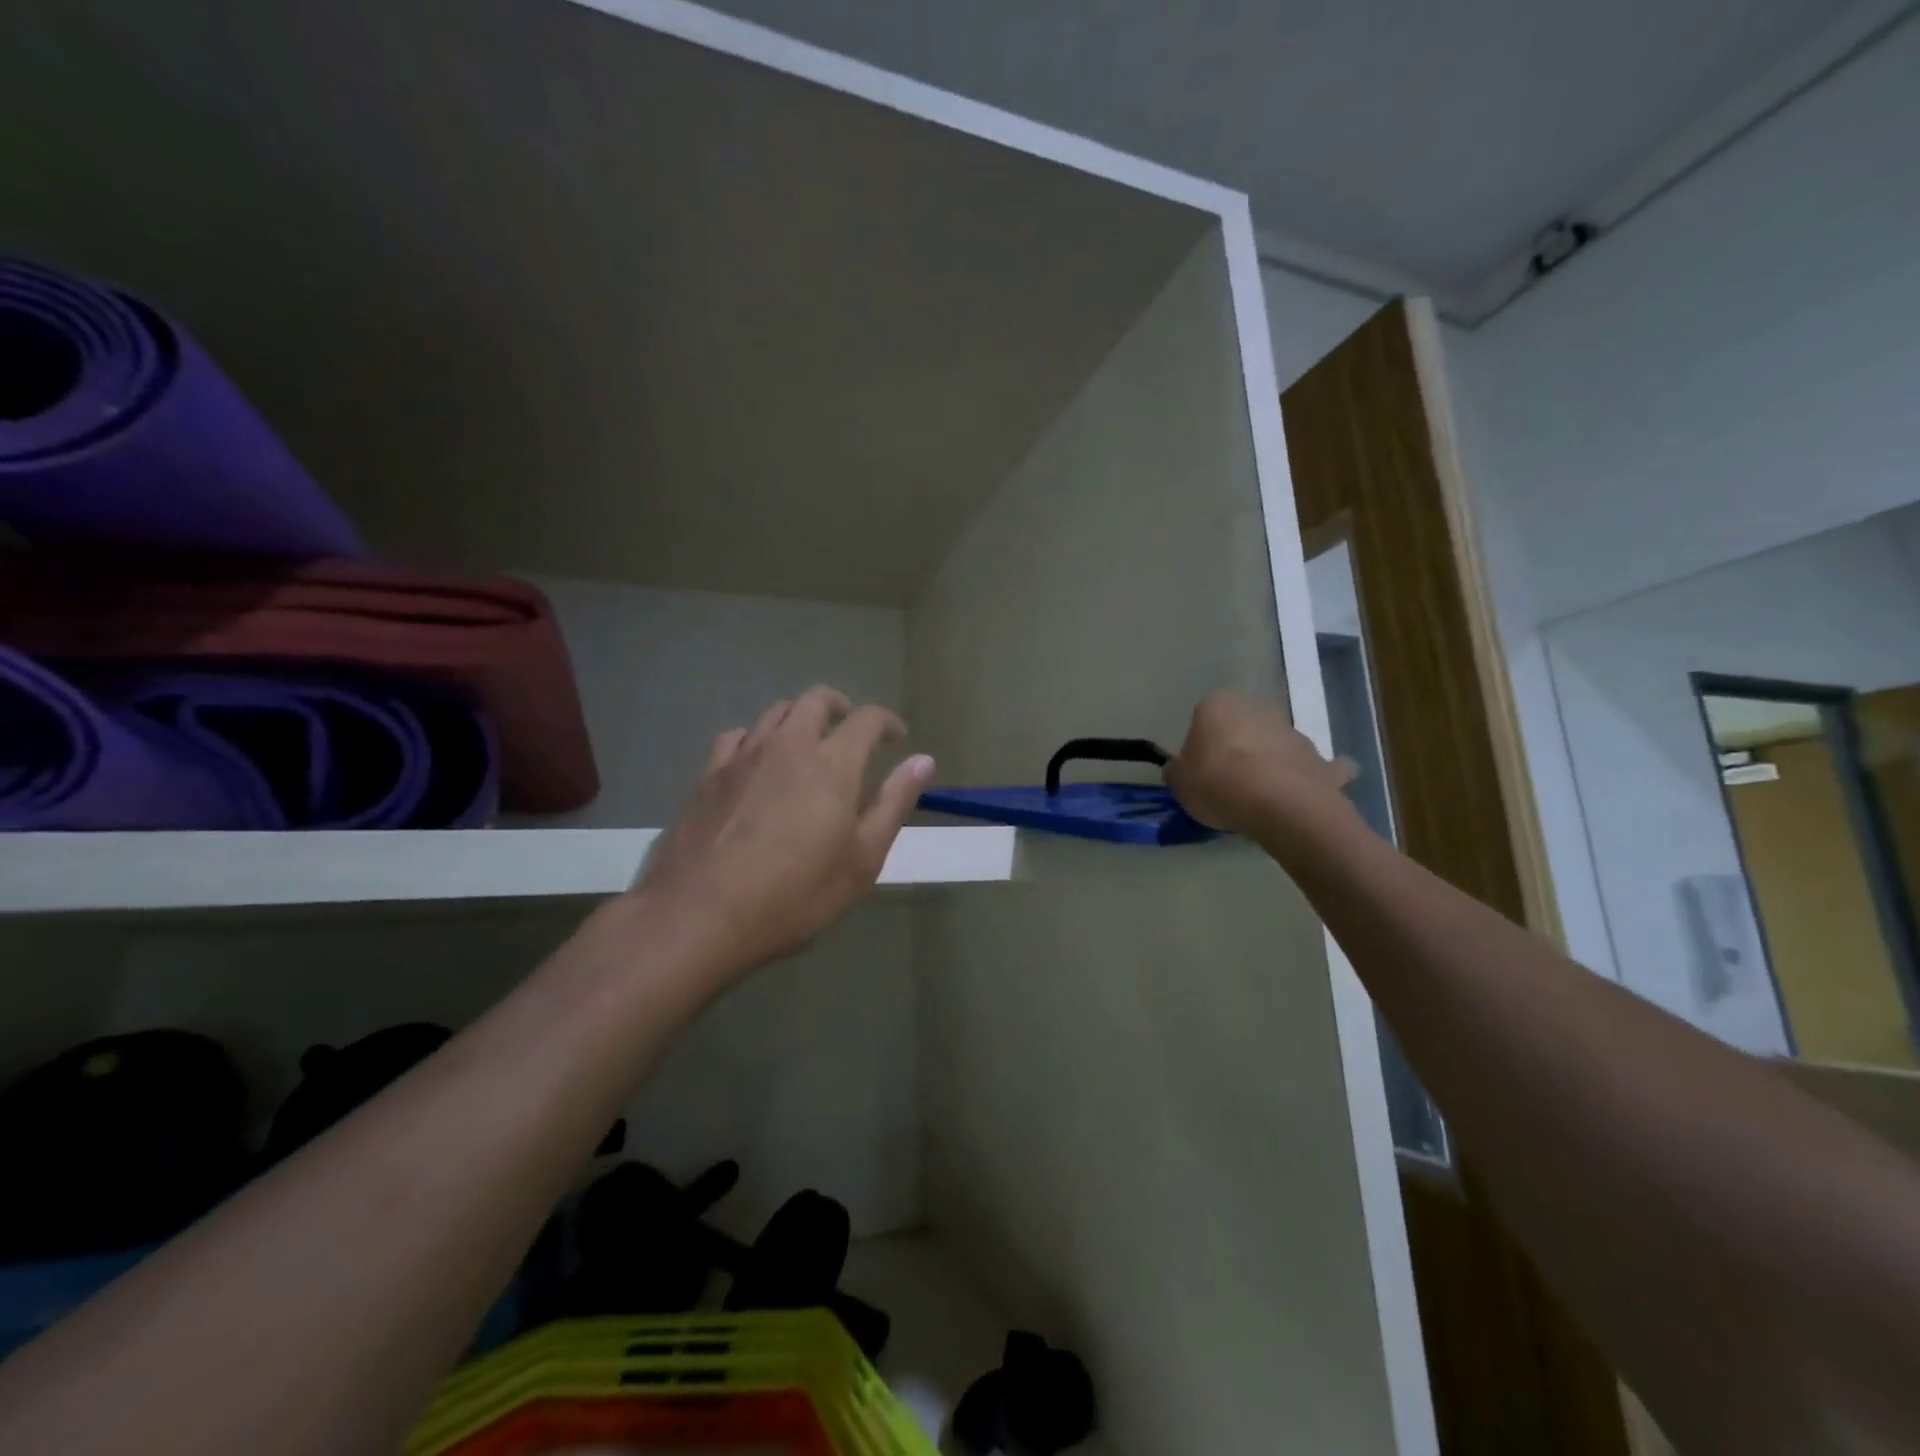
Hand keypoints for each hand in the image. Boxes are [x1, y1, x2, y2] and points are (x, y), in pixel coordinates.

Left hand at [633, 685, 934, 977]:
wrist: (699, 914)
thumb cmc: (794, 894)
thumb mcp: (862, 860)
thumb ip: (893, 804)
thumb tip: (923, 760)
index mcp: (832, 762)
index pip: (867, 718)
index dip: (888, 722)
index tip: (897, 740)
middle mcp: (788, 744)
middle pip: (816, 699)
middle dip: (841, 707)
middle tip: (852, 732)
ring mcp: (743, 756)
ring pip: (776, 712)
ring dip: (800, 718)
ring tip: (808, 745)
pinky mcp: (708, 775)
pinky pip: (737, 737)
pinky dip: (757, 739)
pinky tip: (758, 764)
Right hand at [1167, 690, 1356, 833]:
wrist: (1275, 802)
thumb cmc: (1215, 781)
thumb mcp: (1178, 781)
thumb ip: (1178, 771)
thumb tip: (1180, 770)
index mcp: (1219, 704)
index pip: (1204, 718)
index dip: (1201, 745)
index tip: (1199, 770)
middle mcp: (1260, 708)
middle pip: (1245, 727)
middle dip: (1240, 747)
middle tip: (1228, 782)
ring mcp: (1295, 732)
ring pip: (1278, 744)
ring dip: (1272, 762)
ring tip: (1262, 798)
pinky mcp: (1322, 760)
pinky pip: (1316, 768)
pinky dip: (1312, 777)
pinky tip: (1304, 797)